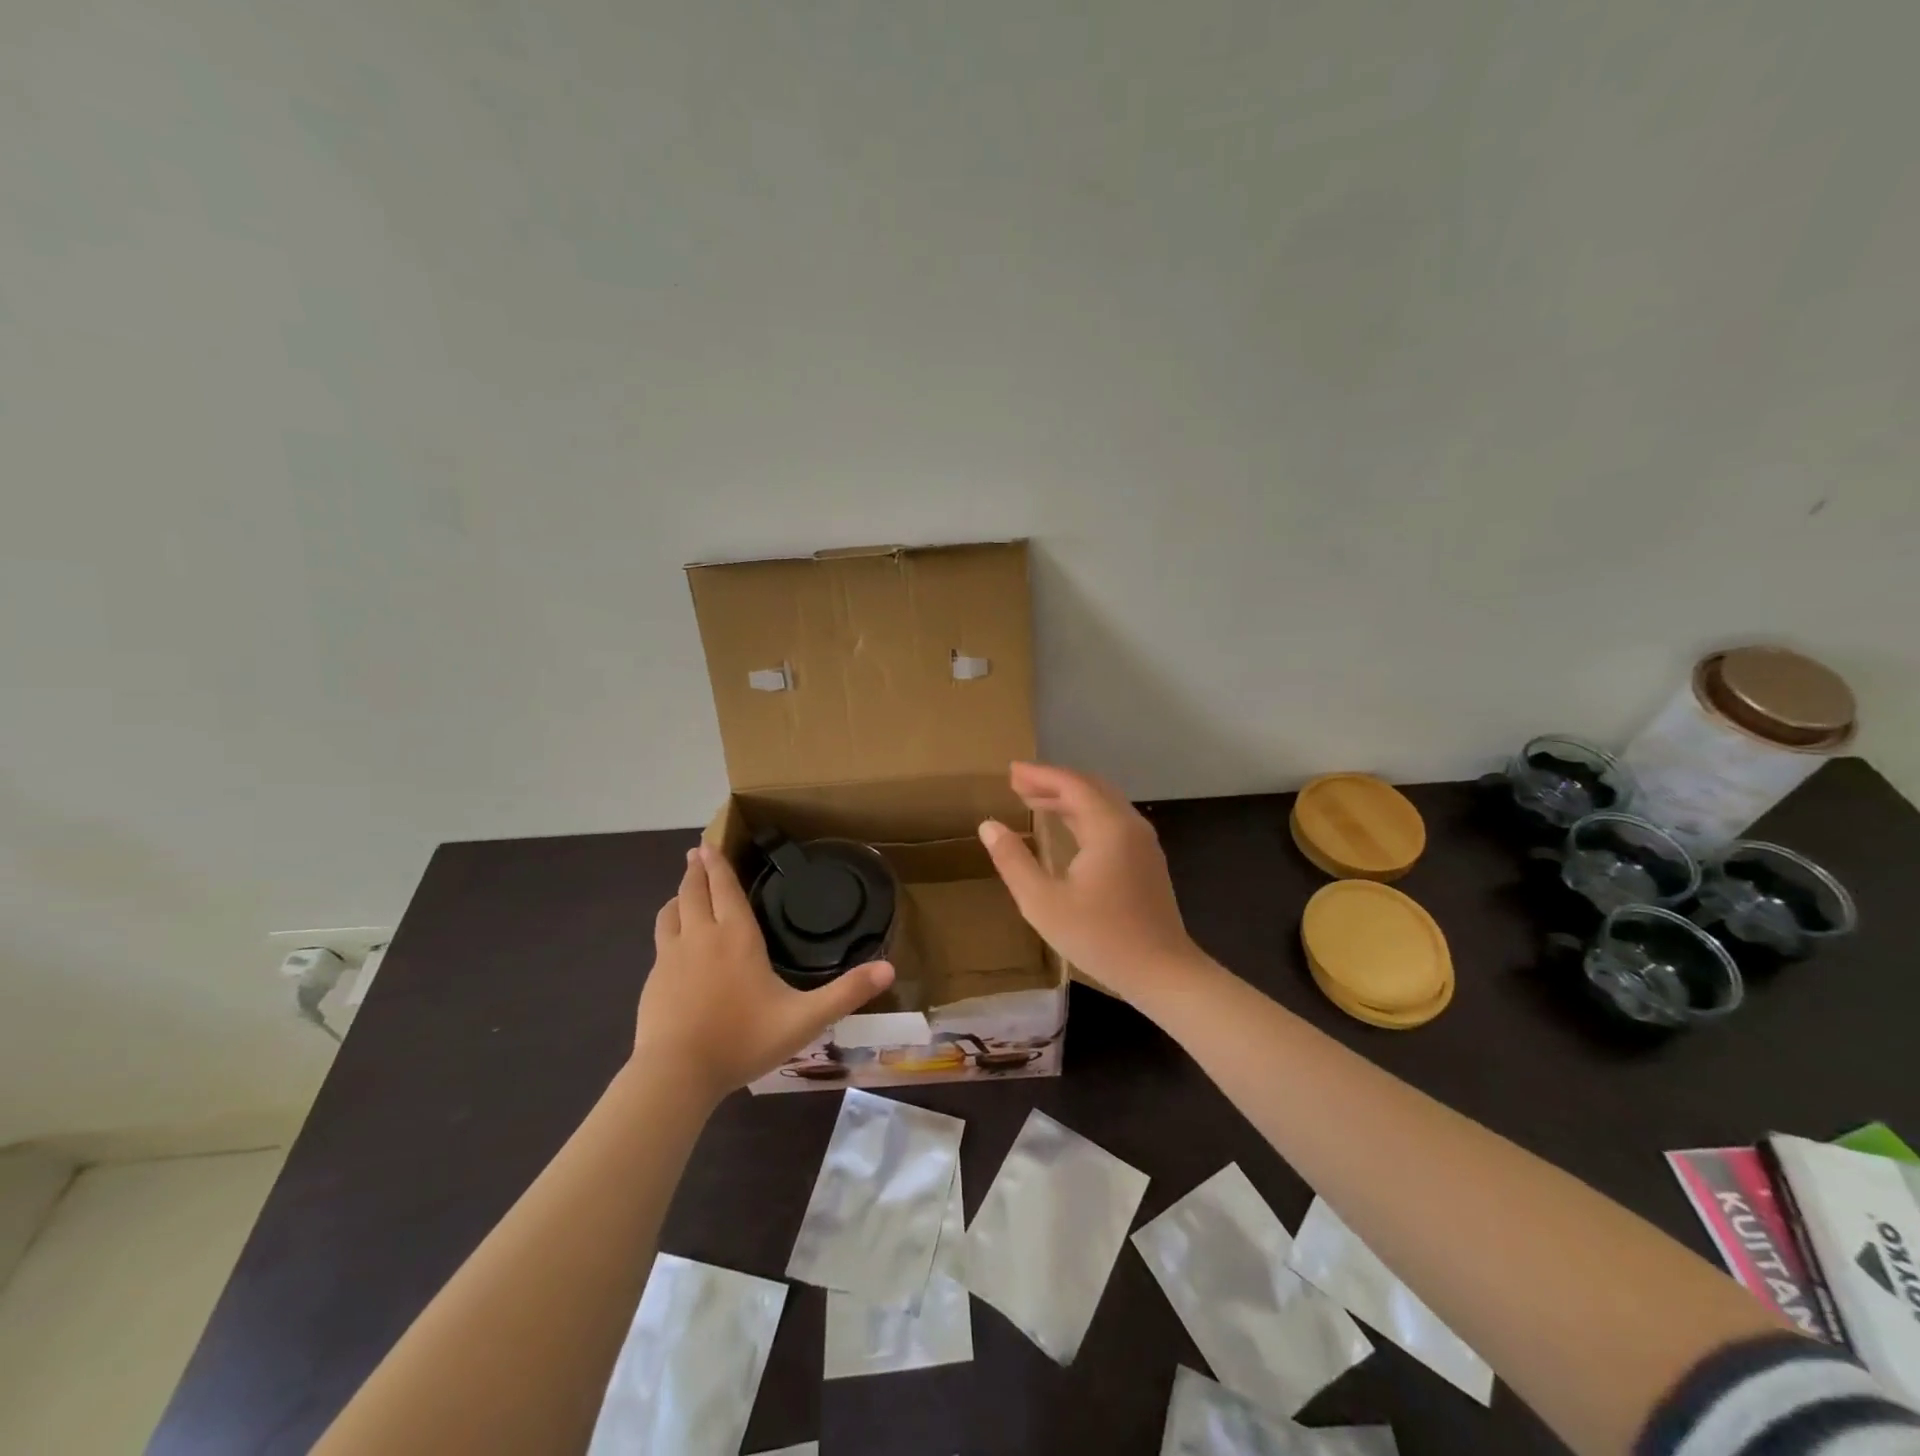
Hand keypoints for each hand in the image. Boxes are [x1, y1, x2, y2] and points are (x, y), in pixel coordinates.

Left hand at [635, 846, 894, 1101]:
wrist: (677, 1074)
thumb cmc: (743, 1040)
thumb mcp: (805, 1019)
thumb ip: (847, 993)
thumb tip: (890, 968)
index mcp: (736, 936)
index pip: (725, 888)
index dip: (718, 864)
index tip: (708, 844)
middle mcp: (701, 936)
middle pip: (693, 891)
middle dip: (696, 870)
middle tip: (696, 854)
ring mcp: (671, 957)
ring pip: (671, 912)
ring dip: (679, 895)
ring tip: (684, 890)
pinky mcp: (653, 979)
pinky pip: (661, 939)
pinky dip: (669, 925)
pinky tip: (674, 939)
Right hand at [978, 761, 1198, 1001]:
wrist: (1162, 972)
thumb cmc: (1100, 937)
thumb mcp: (1044, 902)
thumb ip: (1014, 861)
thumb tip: (989, 826)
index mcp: (1109, 827)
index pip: (1072, 784)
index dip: (1040, 775)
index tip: (1011, 771)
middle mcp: (1130, 826)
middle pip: (1090, 788)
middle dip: (1053, 782)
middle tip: (1018, 783)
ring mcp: (1143, 844)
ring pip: (1103, 805)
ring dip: (1069, 798)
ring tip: (1035, 800)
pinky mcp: (1146, 861)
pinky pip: (1112, 822)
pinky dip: (1084, 815)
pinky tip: (1066, 828)